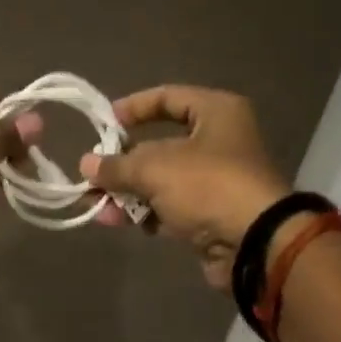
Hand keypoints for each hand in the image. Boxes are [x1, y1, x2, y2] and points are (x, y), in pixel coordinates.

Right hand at [80, 85, 290, 288]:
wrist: (254, 243)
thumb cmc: (207, 186)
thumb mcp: (153, 168)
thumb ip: (116, 166)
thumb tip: (86, 164)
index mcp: (216, 113)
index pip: (168, 97)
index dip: (134, 107)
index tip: (105, 124)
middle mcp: (219, 142)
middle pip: (159, 145)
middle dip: (122, 164)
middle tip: (92, 176)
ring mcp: (216, 181)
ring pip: (161, 181)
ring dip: (127, 193)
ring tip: (97, 207)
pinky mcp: (211, 214)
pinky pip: (170, 207)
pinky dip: (145, 212)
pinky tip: (117, 221)